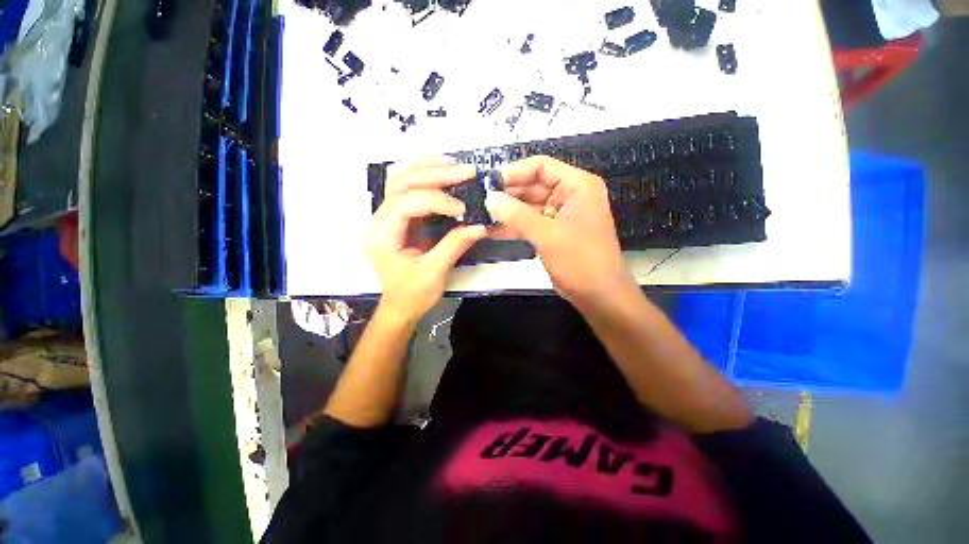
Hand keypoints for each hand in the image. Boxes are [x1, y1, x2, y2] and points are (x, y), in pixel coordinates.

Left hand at [365, 157, 486, 322]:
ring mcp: (387, 218)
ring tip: (453, 164)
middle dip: (434, 174)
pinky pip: (408, 189)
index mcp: (382, 236)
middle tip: (465, 171)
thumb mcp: (434, 273)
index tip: (463, 209)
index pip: (406, 204)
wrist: (400, 307)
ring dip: (427, 168)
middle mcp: (379, 221)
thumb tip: (480, 226)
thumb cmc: (412, 295)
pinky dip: (425, 176)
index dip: (436, 201)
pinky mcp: (399, 219)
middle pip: (401, 184)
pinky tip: (441, 171)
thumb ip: (455, 245)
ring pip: (400, 180)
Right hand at [485, 155, 634, 303]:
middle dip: (507, 194)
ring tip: (481, 214)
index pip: (541, 166)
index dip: (514, 172)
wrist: (597, 295)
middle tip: (480, 200)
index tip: (489, 183)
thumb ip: (517, 215)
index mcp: (577, 185)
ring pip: (528, 206)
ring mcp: (559, 214)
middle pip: (532, 185)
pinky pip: (529, 222)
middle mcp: (569, 195)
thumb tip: (489, 198)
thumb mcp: (548, 235)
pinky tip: (491, 230)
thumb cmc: (580, 260)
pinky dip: (513, 226)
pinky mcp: (552, 232)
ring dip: (507, 211)